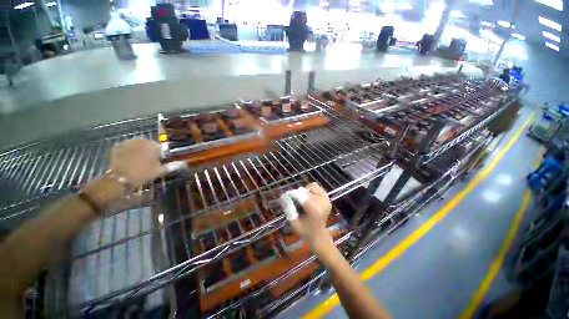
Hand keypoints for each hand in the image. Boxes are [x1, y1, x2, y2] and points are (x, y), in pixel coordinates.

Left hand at [107, 138, 166, 187]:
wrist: (119, 178)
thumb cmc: (142, 173)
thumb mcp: (159, 171)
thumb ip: (171, 166)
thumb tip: (183, 163)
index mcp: (153, 145)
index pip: (160, 148)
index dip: (159, 156)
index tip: (157, 164)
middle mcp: (141, 140)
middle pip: (147, 145)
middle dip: (148, 152)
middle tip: (148, 163)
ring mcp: (127, 142)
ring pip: (136, 146)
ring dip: (138, 151)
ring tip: (137, 162)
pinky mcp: (116, 147)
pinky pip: (125, 148)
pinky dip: (127, 152)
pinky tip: (127, 160)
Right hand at [287, 182, 333, 253]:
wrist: (319, 235)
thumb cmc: (305, 231)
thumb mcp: (294, 223)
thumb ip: (289, 209)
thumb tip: (284, 196)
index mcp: (315, 210)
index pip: (300, 195)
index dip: (291, 194)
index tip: (284, 196)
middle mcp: (322, 202)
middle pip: (305, 190)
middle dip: (297, 193)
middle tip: (293, 201)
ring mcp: (326, 199)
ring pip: (311, 186)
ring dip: (305, 191)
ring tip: (302, 200)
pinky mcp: (327, 197)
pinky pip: (316, 187)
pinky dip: (311, 190)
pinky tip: (308, 198)